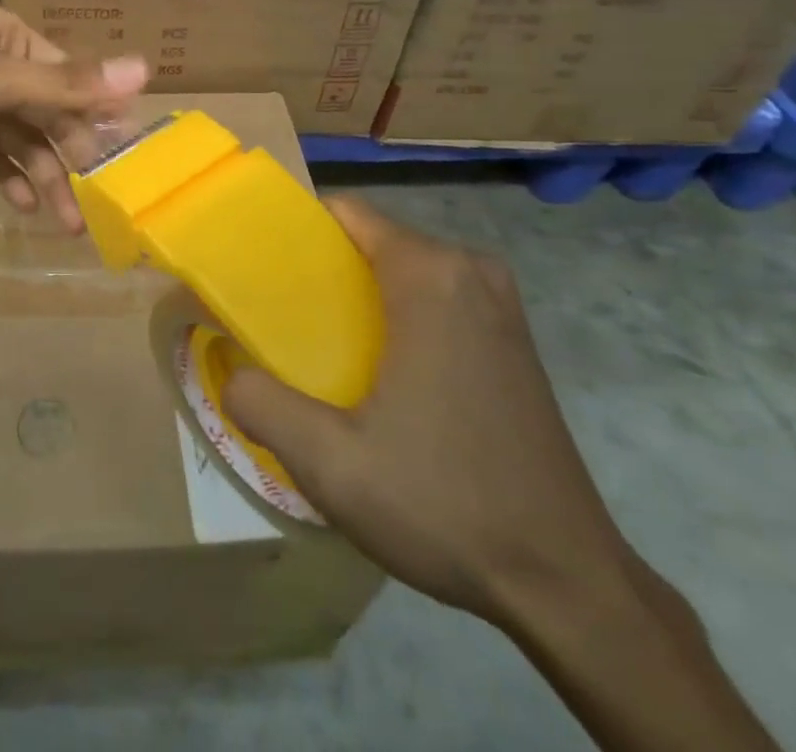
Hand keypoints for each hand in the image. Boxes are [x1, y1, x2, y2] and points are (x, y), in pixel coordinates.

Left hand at [0, 2, 147, 230]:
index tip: (121, 154)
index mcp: (3, 34)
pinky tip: (23, 207)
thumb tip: (146, 68)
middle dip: (69, 152)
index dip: (94, 112)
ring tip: (65, 223)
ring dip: (42, 176)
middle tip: (96, 198)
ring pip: (17, 139)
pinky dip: (6, 178)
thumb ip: (68, 83)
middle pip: (44, 109)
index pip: (65, 73)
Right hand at [222, 196, 634, 628]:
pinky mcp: (513, 337)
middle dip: (323, 269)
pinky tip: (379, 373)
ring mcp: (500, 303)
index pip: (344, 212)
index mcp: (429, 275)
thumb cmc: (445, 503)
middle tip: (280, 320)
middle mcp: (469, 271)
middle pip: (371, 240)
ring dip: (359, 295)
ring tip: (320, 347)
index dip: (294, 232)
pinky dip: (397, 313)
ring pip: (403, 269)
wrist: (567, 582)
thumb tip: (228, 369)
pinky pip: (436, 295)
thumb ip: (260, 403)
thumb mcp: (330, 463)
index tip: (259, 270)